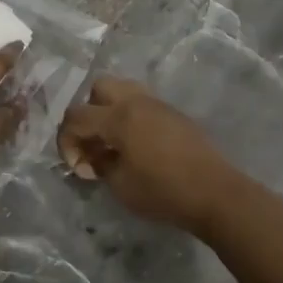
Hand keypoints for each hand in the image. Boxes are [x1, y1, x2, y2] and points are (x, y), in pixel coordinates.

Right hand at [57, 76, 247, 236]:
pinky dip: (130, 118)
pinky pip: (142, 105)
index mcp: (118, 116)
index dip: (66, 141)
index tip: (77, 167)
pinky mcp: (175, 115)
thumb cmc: (163, 191)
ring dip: (110, 112)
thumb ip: (99, 165)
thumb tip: (94, 157)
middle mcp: (136, 101)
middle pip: (99, 87)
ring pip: (123, 91)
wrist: (216, 194)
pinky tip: (137, 147)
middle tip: (94, 143)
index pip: (76, 116)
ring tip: (114, 143)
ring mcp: (159, 105)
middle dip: (88, 113)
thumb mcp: (120, 185)